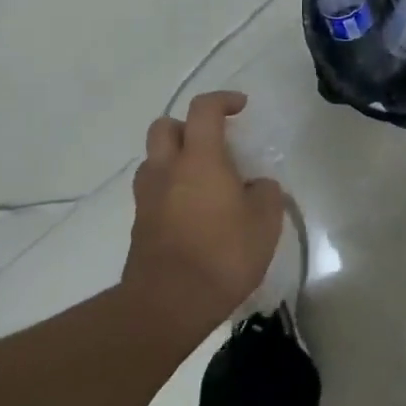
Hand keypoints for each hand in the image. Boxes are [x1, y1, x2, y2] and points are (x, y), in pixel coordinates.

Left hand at [122, 91, 285, 346]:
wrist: (167, 304)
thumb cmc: (222, 255)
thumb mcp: (265, 223)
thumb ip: (266, 194)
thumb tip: (257, 186)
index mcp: (199, 159)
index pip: (204, 110)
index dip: (223, 100)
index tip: (241, 107)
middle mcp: (167, 169)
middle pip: (165, 126)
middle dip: (188, 126)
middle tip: (213, 143)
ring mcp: (148, 197)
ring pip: (154, 160)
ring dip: (175, 159)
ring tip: (202, 180)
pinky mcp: (139, 225)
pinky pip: (153, 192)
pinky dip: (170, 190)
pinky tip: (192, 212)